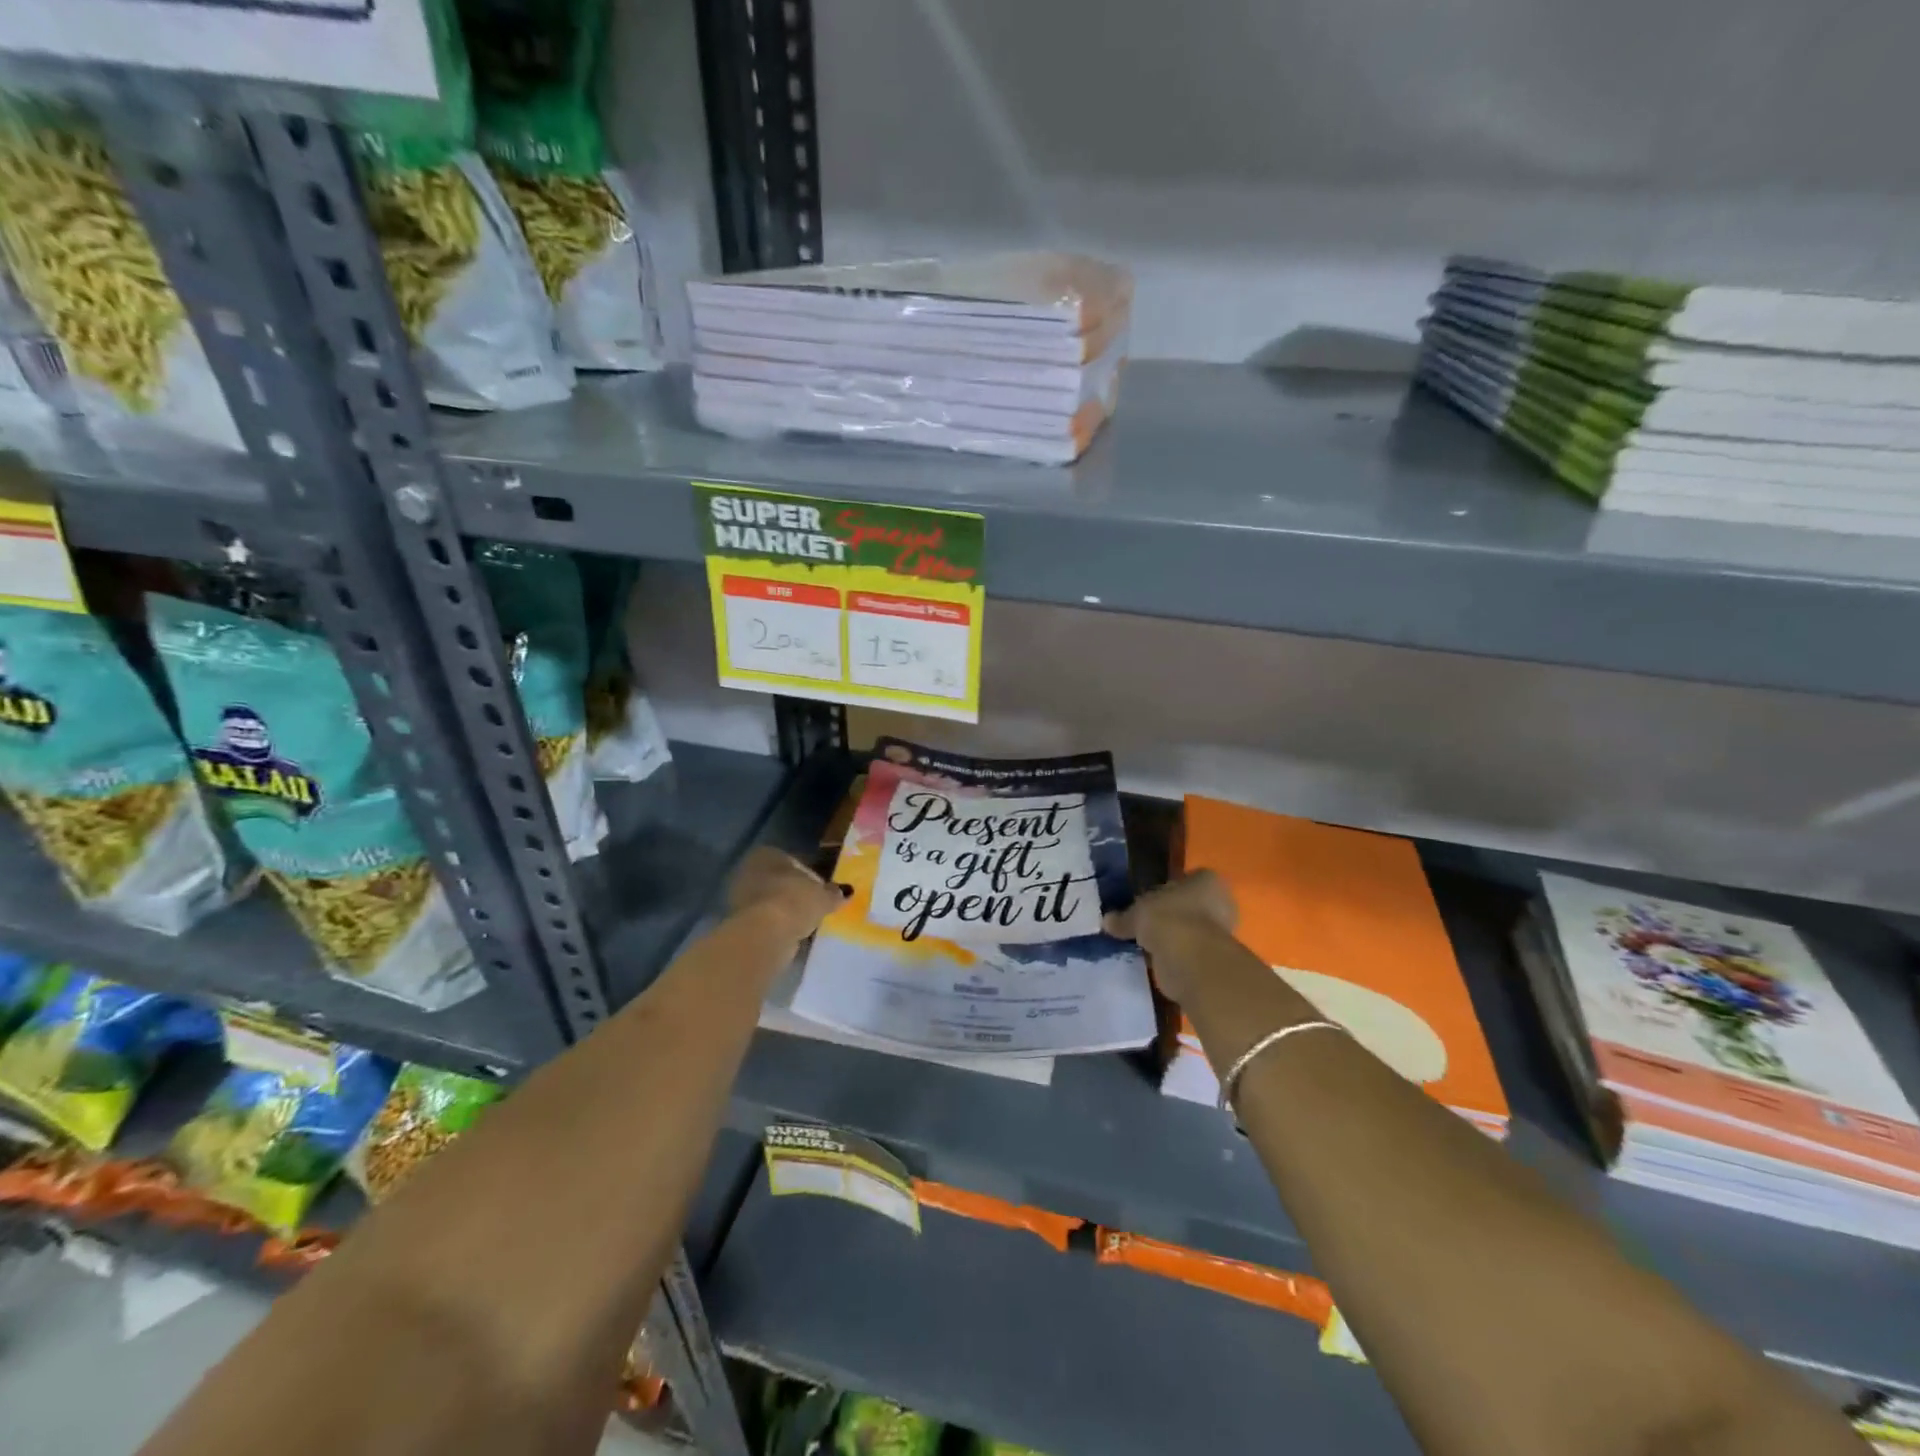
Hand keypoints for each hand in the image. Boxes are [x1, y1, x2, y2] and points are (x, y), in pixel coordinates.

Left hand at [727, 847, 846, 941]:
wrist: (765, 933)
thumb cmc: (795, 901)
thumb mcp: (823, 896)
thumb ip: (834, 893)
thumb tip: (846, 891)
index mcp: (768, 854)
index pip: (793, 861)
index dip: (810, 876)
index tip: (821, 891)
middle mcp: (750, 870)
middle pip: (779, 881)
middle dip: (795, 893)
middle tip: (814, 907)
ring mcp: (740, 896)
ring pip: (771, 901)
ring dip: (786, 910)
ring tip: (805, 923)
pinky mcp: (738, 922)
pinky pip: (765, 920)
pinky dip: (777, 926)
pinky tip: (791, 935)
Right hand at [1104, 870, 1237, 1002]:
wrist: (1189, 959)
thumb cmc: (1168, 918)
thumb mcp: (1136, 912)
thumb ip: (1123, 917)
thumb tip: (1106, 920)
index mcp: (1207, 880)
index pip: (1186, 879)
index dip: (1166, 888)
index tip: (1148, 899)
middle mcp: (1220, 903)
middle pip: (1189, 905)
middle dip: (1170, 914)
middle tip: (1145, 921)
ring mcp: (1220, 933)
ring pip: (1189, 930)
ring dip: (1172, 936)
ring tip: (1145, 943)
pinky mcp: (1213, 959)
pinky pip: (1188, 952)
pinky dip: (1174, 955)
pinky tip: (1154, 959)